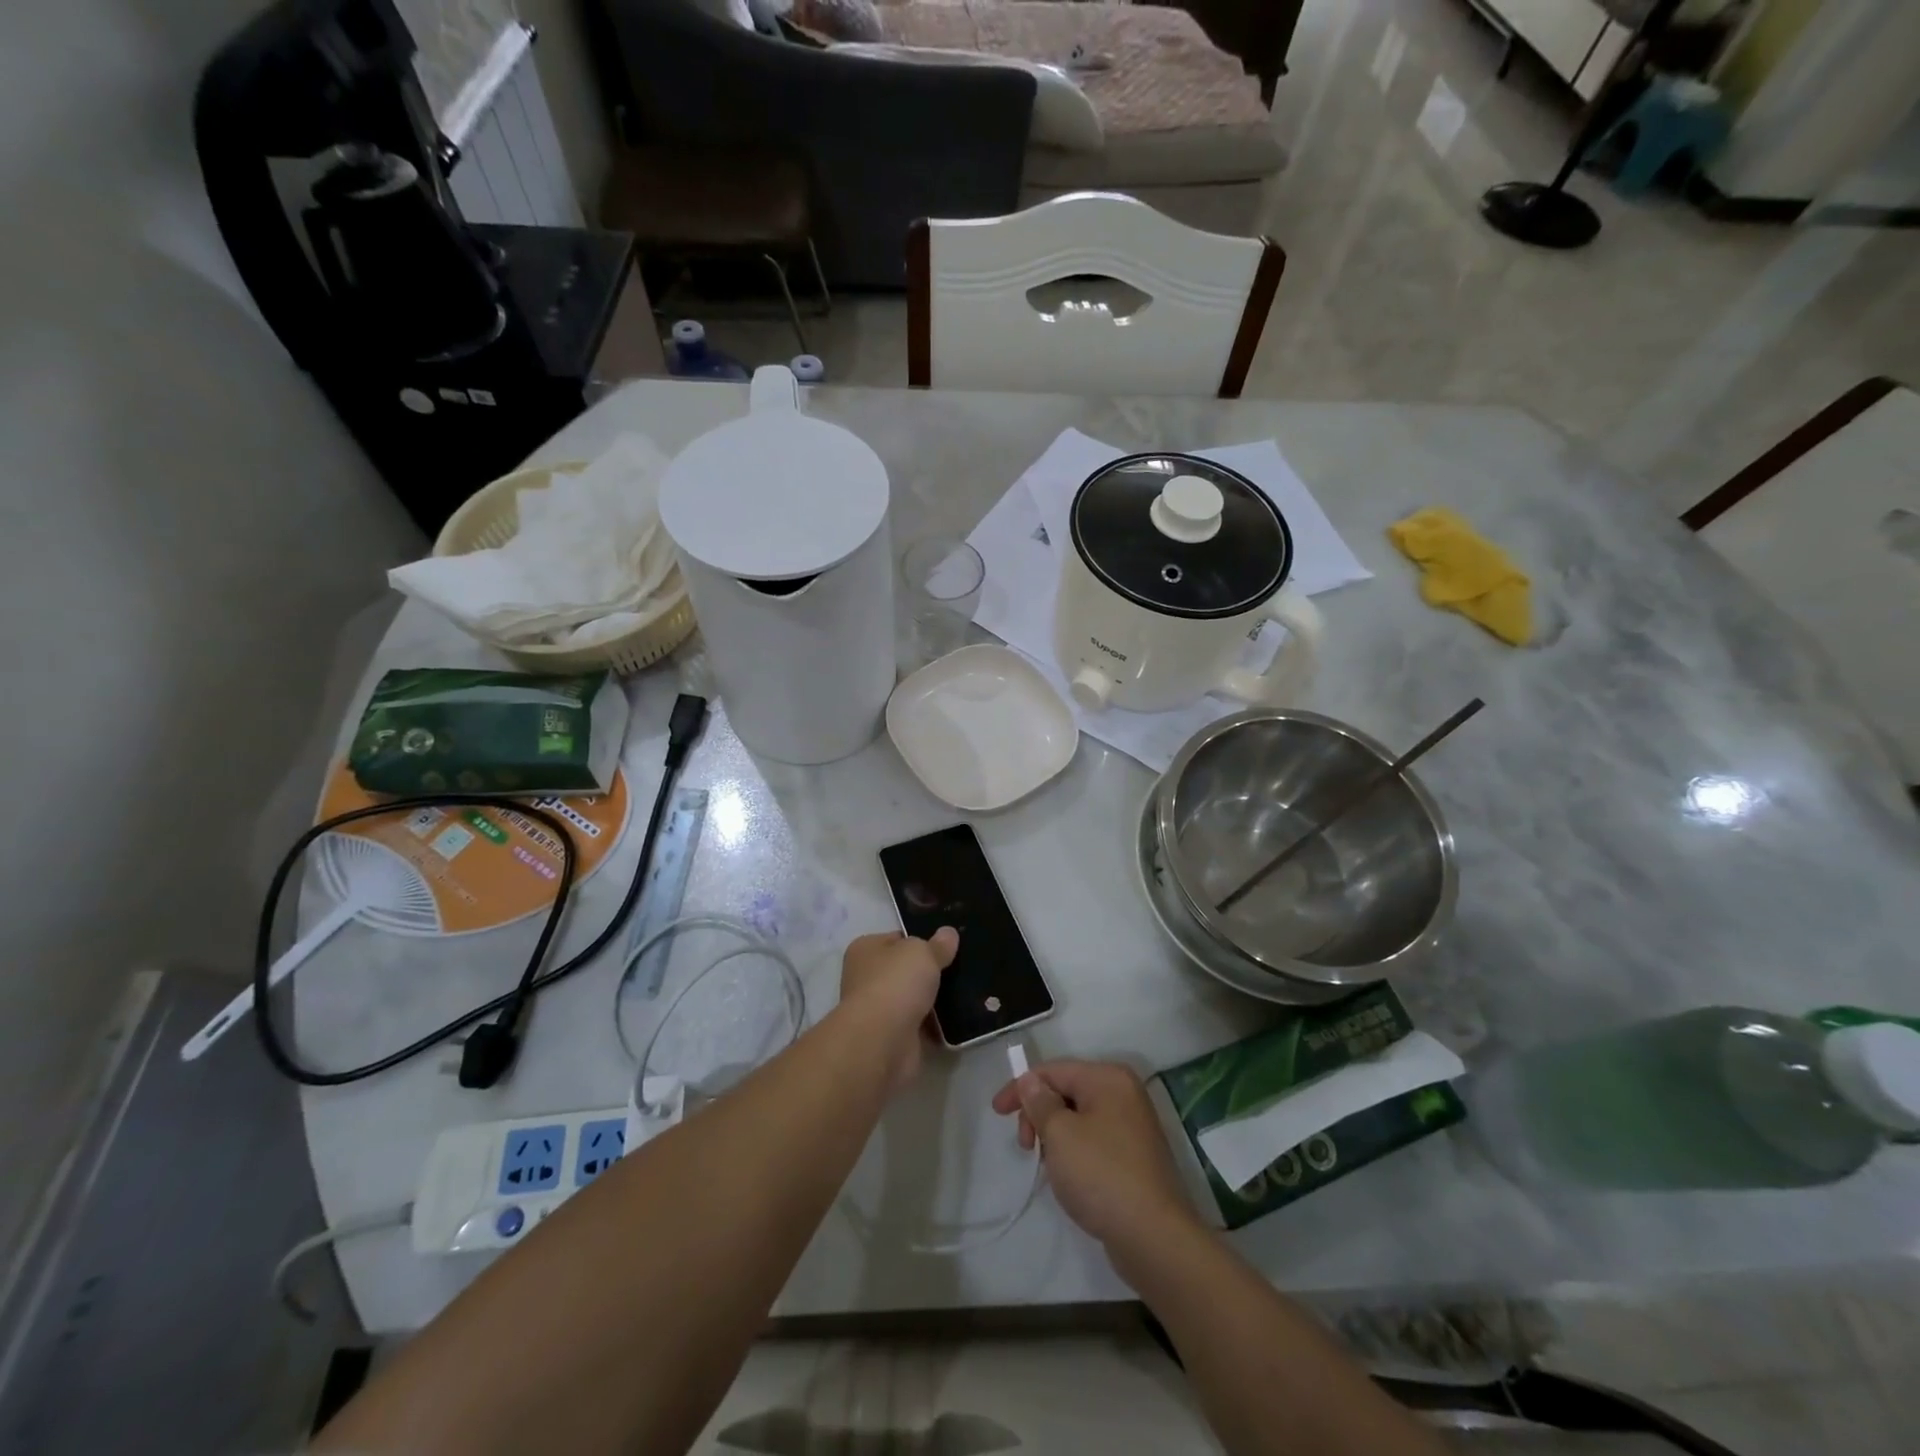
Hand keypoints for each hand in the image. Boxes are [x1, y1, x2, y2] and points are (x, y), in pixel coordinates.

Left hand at [837, 929, 957, 1086]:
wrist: (882, 1042)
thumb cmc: (895, 983)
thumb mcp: (922, 952)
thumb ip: (937, 944)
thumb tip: (948, 933)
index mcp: (866, 950)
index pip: (897, 939)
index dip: (922, 939)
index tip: (948, 944)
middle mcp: (867, 979)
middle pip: (906, 970)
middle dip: (930, 971)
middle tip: (963, 967)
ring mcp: (880, 1011)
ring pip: (915, 999)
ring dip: (936, 999)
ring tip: (968, 990)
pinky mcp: (894, 1038)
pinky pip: (922, 1026)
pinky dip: (938, 1025)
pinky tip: (962, 1018)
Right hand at [991, 1059, 1199, 1257]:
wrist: (1154, 1237)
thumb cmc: (1101, 1175)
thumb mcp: (1060, 1134)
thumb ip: (1040, 1102)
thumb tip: (1030, 1080)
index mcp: (1108, 1078)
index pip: (1054, 1070)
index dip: (1021, 1088)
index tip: (997, 1113)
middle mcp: (1124, 1094)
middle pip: (1067, 1091)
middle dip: (1039, 1114)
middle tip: (1026, 1146)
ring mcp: (1133, 1126)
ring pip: (1079, 1118)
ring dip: (1055, 1136)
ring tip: (1049, 1166)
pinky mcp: (1135, 1157)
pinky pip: (1094, 1141)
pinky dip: (1074, 1152)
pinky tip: (1069, 1177)